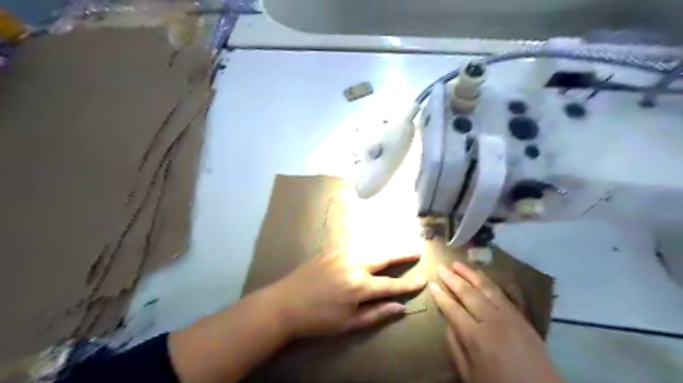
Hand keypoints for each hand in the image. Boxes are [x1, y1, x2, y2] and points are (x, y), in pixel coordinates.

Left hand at [264, 251, 424, 337]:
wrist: (285, 303)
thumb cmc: (318, 319)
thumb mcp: (349, 324)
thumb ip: (376, 314)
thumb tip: (401, 308)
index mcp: (359, 286)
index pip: (391, 284)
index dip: (409, 284)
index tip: (423, 279)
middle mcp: (354, 264)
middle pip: (384, 256)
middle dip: (403, 253)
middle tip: (416, 250)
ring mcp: (342, 253)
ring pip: (371, 244)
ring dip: (387, 243)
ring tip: (398, 243)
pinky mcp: (331, 248)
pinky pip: (354, 240)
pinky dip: (367, 239)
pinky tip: (373, 238)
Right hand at [432, 261, 565, 381]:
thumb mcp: (469, 373)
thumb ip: (456, 346)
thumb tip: (448, 323)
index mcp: (476, 337)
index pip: (453, 309)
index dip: (441, 296)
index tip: (432, 285)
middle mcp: (492, 321)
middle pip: (468, 293)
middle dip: (452, 279)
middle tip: (440, 267)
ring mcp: (509, 316)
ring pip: (486, 288)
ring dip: (470, 274)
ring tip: (457, 264)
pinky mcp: (521, 316)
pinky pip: (503, 293)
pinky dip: (490, 282)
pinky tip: (482, 275)